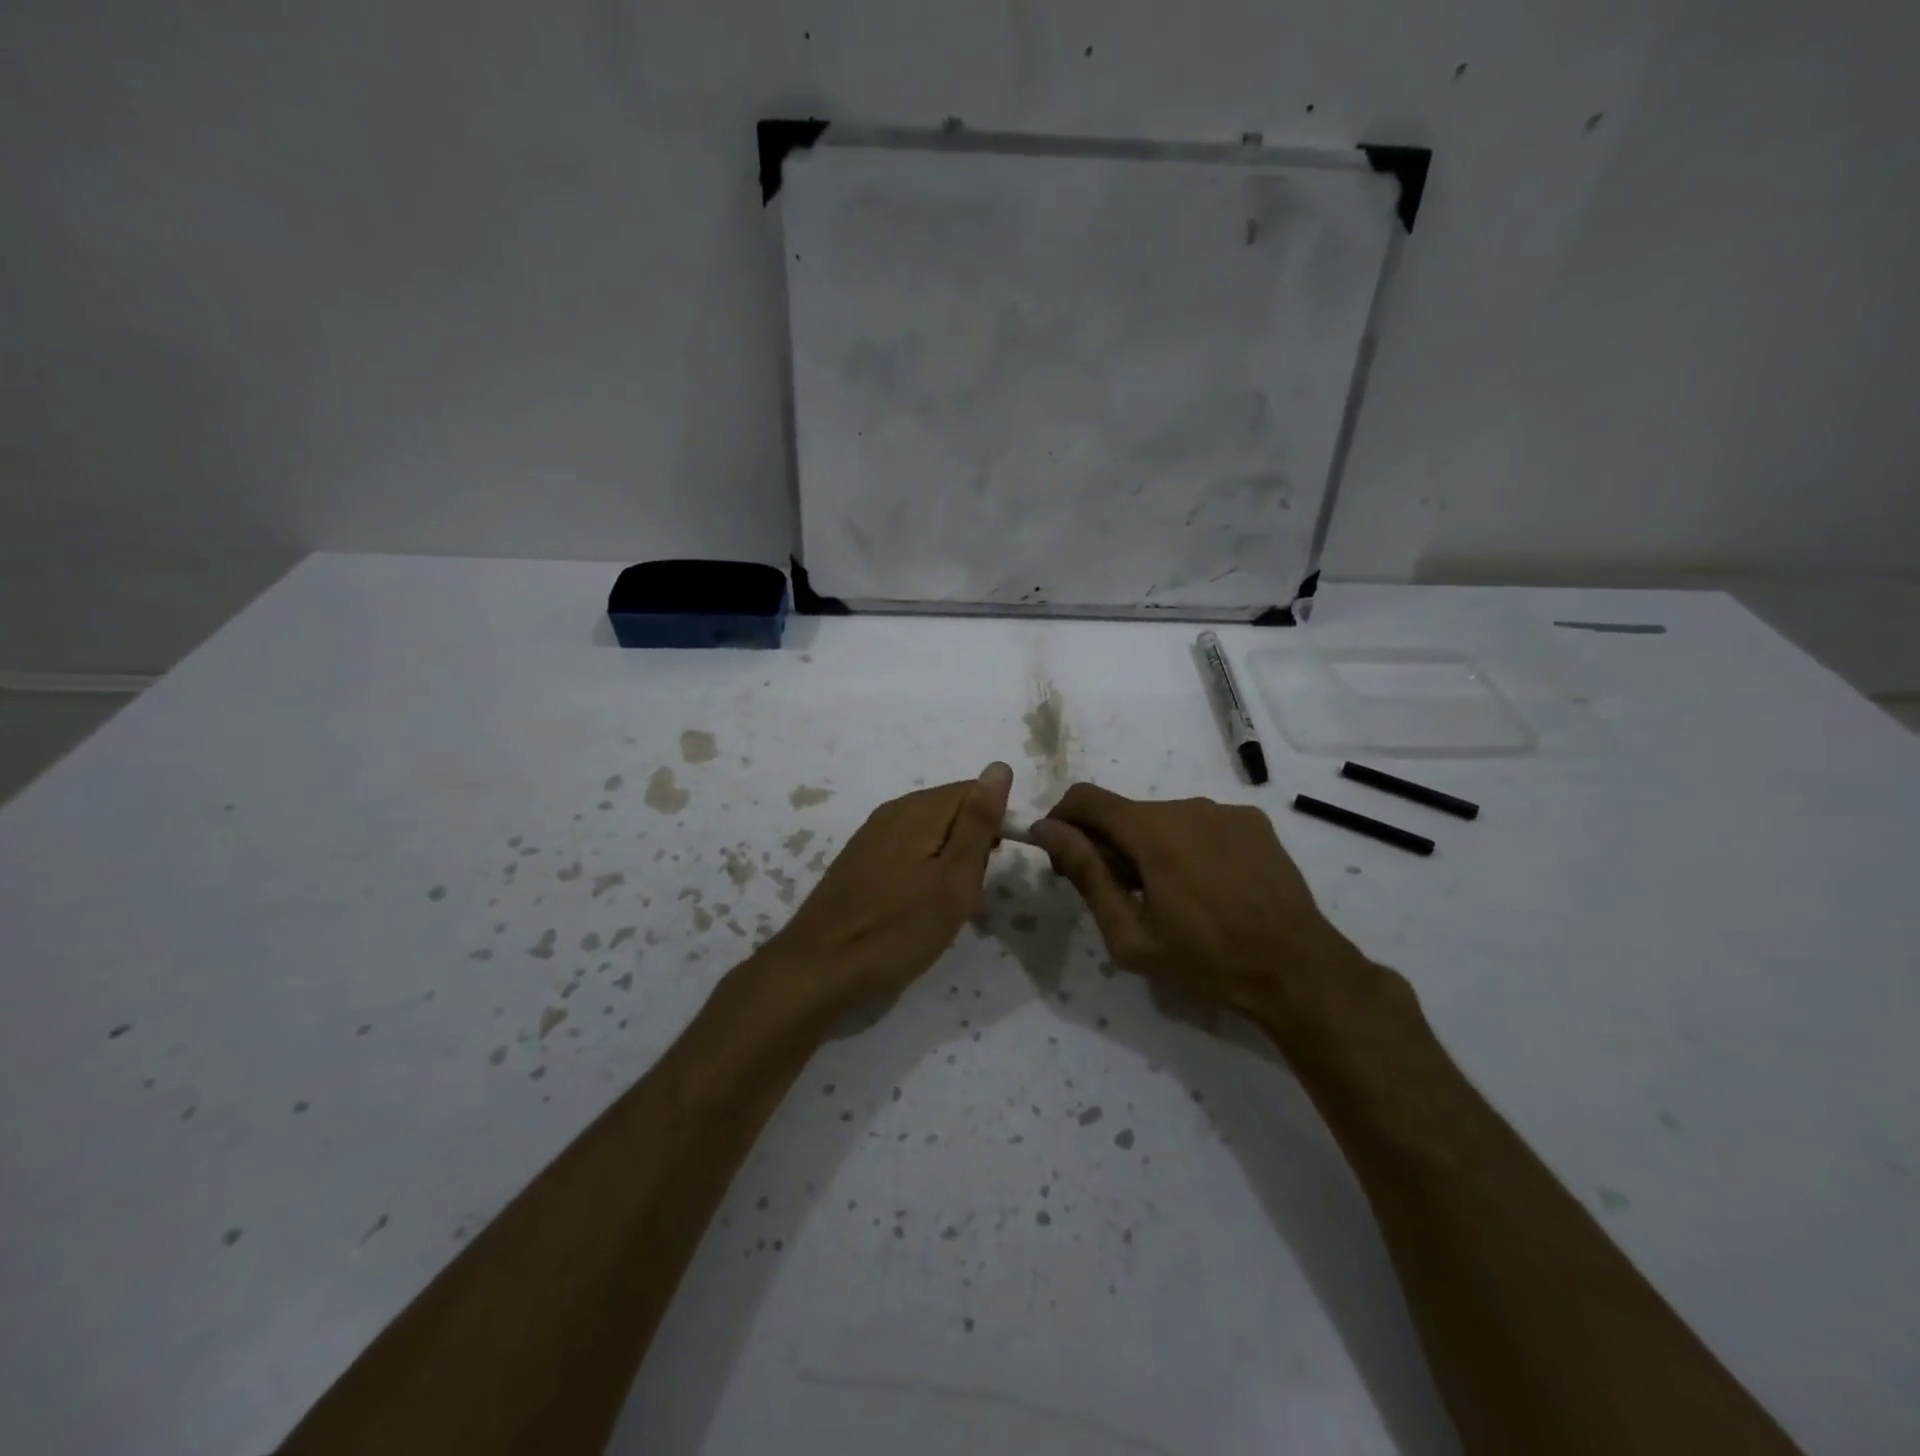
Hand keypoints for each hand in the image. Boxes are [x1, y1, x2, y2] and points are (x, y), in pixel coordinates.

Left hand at [760, 763, 1012, 1018]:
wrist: (820, 969)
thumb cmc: (898, 929)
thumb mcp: (954, 879)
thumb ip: (979, 822)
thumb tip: (999, 767)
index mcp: (918, 809)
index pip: (975, 791)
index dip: (995, 824)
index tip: (993, 865)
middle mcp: (893, 811)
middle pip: (952, 811)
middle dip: (972, 846)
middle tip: (969, 892)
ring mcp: (871, 836)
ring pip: (930, 833)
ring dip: (948, 862)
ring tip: (946, 905)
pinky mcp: (859, 860)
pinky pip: (907, 851)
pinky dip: (923, 872)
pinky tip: (917, 907)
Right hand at [1028, 784, 1396, 1053]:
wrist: (1297, 970)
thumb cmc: (1205, 959)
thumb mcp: (1130, 933)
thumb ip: (1086, 873)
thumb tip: (1046, 829)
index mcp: (1152, 830)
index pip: (1085, 798)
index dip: (1062, 820)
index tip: (1063, 858)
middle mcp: (1186, 806)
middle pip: (1124, 812)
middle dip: (1107, 844)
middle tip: (1119, 894)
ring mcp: (1224, 810)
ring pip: (1162, 818)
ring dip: (1148, 846)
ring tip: (1169, 896)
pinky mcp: (1252, 821)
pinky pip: (1200, 823)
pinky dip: (1186, 845)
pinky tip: (1207, 886)